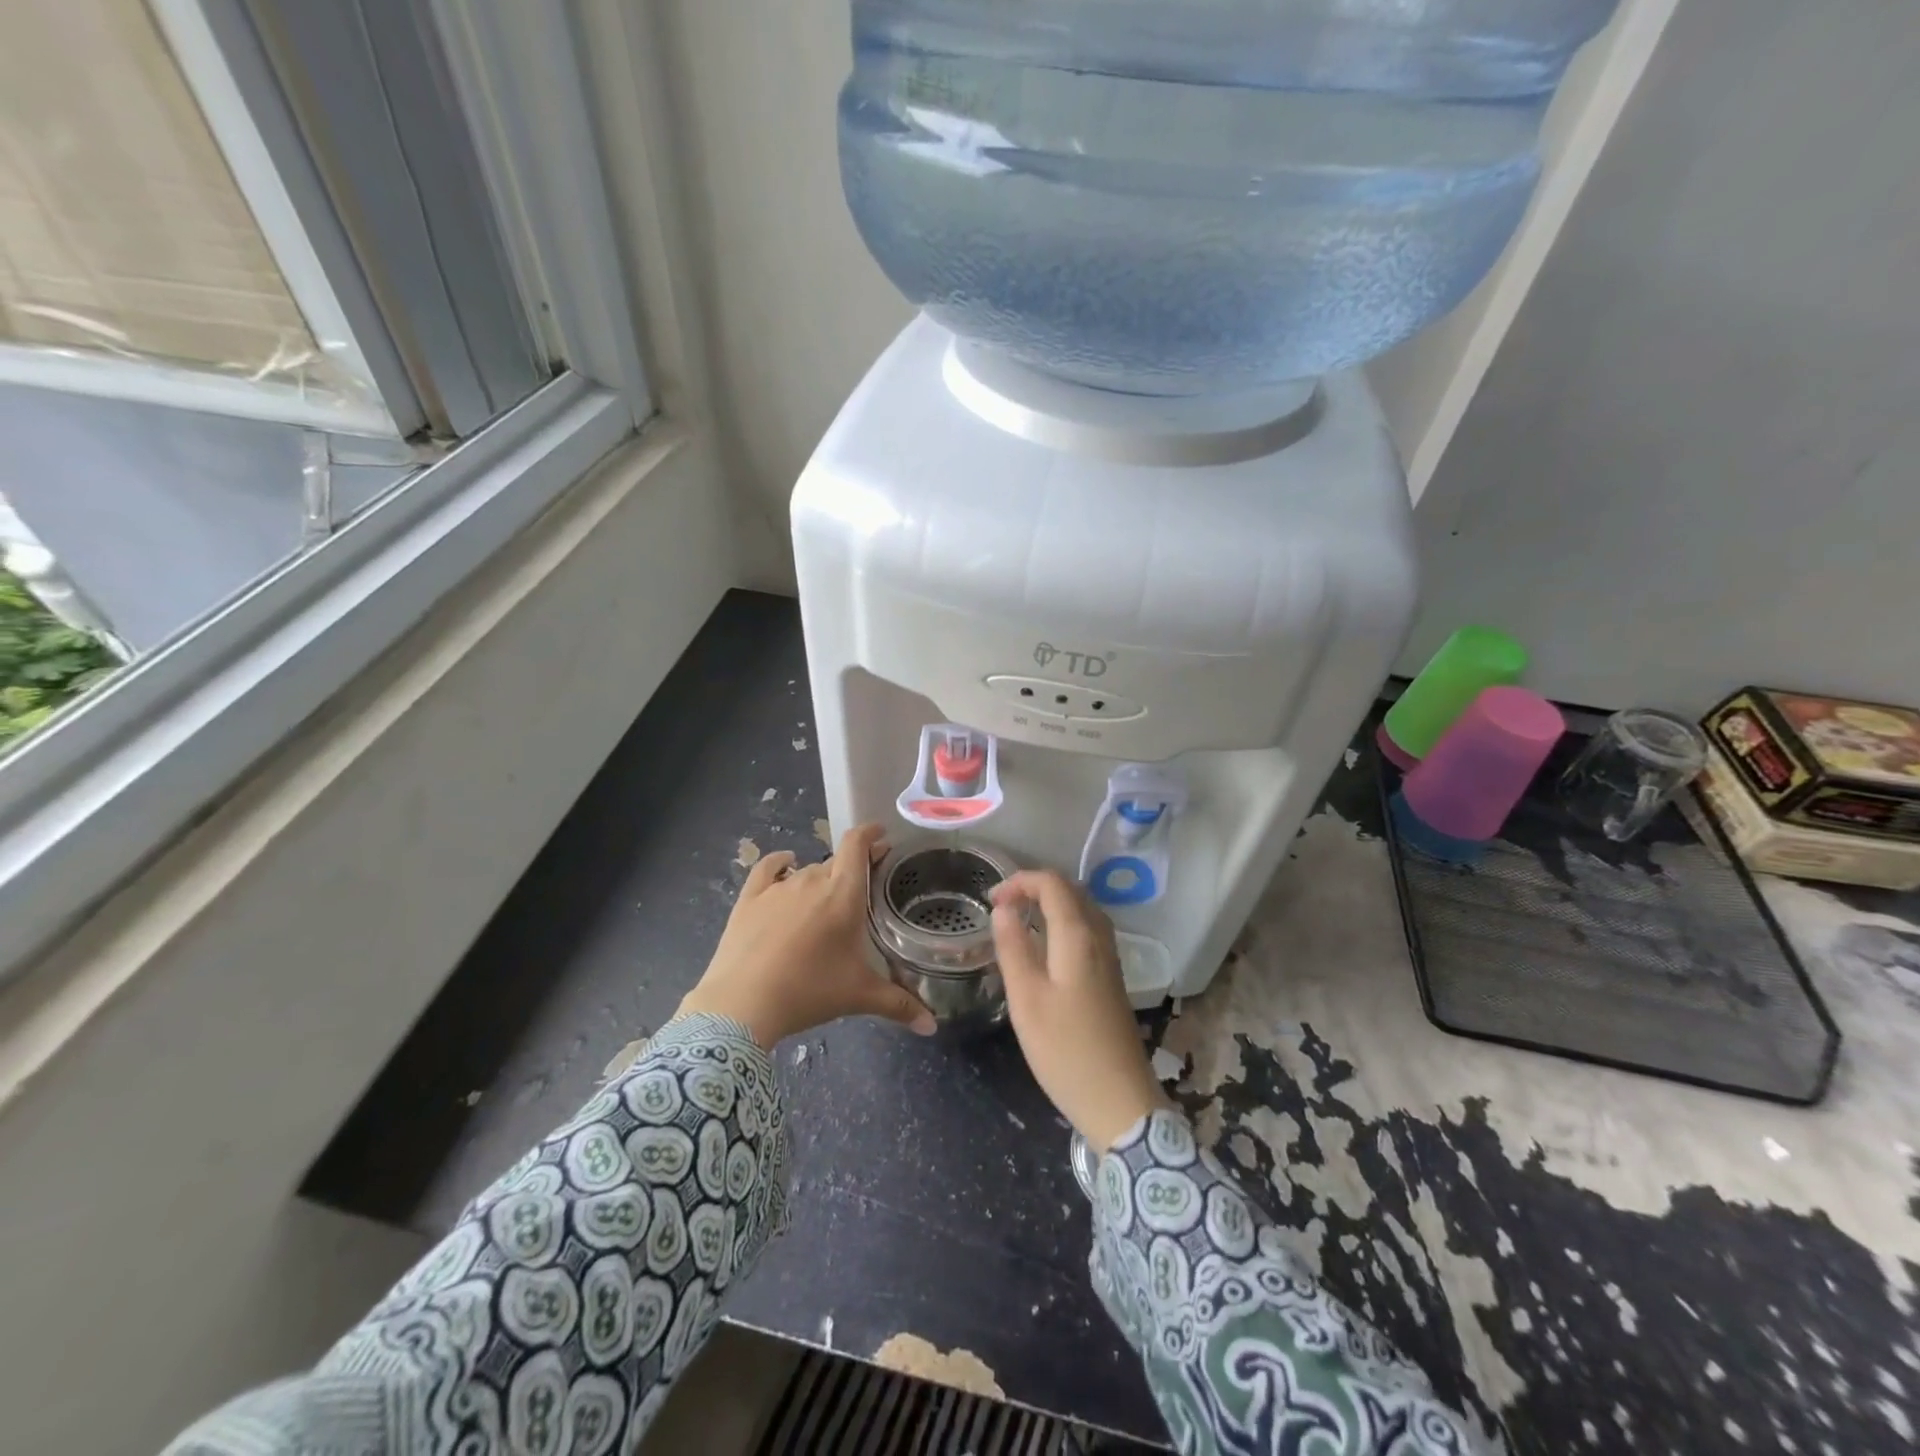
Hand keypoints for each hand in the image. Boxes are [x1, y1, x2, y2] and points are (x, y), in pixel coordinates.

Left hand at [679, 824, 935, 1047]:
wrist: (742, 1004)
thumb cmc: (809, 991)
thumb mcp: (859, 996)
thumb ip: (899, 1005)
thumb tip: (932, 1025)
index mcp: (843, 894)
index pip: (857, 845)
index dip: (870, 834)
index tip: (880, 835)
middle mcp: (812, 880)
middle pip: (836, 861)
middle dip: (852, 866)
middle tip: (862, 886)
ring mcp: (778, 888)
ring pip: (806, 870)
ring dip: (820, 878)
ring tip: (827, 898)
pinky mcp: (750, 898)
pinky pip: (769, 869)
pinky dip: (780, 863)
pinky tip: (785, 863)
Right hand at [991, 870, 1161, 1151]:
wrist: (1120, 1101)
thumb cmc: (1066, 1050)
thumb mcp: (1026, 999)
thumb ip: (1013, 948)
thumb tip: (1003, 909)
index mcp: (1078, 936)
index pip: (1052, 883)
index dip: (1019, 881)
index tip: (990, 901)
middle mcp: (1100, 938)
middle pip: (1071, 890)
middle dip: (1034, 887)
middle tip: (1001, 907)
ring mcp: (1110, 958)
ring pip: (1082, 909)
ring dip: (1050, 903)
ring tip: (1019, 920)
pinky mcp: (1112, 978)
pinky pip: (1088, 930)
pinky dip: (1063, 922)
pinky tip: (1045, 947)